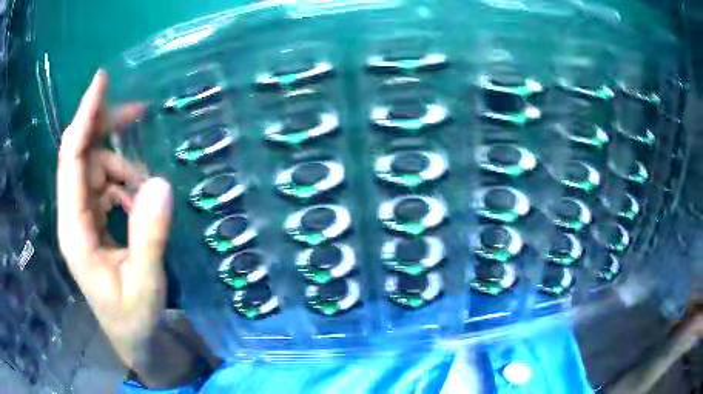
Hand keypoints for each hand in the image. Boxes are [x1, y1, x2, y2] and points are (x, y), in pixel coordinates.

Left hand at [56, 70, 184, 384]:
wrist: (131, 337)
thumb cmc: (133, 318)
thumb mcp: (145, 283)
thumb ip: (149, 236)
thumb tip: (160, 183)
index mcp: (75, 231)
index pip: (72, 160)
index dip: (85, 118)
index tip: (101, 81)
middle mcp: (74, 217)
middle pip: (83, 155)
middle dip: (108, 130)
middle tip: (141, 113)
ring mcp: (83, 218)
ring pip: (97, 168)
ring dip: (124, 167)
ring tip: (147, 190)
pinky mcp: (93, 222)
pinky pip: (106, 185)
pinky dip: (125, 183)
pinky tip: (139, 200)